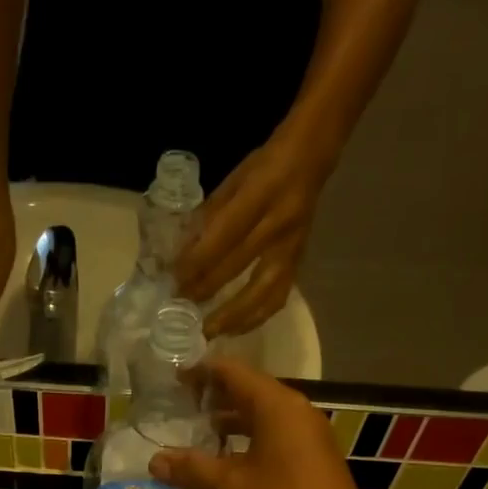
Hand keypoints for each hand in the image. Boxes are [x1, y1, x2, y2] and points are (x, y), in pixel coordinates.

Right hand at [147, 358, 393, 488]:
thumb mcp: (231, 488)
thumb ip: (193, 469)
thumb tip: (155, 460)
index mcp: (277, 407)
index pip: (233, 372)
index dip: (201, 372)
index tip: (172, 379)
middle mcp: (295, 414)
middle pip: (248, 393)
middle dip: (213, 399)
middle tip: (177, 408)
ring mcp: (307, 439)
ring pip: (260, 419)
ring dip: (228, 425)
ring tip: (194, 436)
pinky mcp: (310, 463)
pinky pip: (272, 441)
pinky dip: (245, 444)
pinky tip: (222, 465)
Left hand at [174, 131, 329, 338]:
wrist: (313, 156)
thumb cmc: (266, 164)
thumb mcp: (234, 179)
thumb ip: (210, 216)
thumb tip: (182, 253)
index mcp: (260, 195)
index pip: (223, 236)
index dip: (196, 262)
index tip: (173, 280)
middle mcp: (278, 225)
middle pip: (237, 267)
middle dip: (205, 290)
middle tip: (179, 310)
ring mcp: (291, 247)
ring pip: (262, 293)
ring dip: (232, 316)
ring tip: (208, 332)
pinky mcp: (299, 262)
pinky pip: (278, 297)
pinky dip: (255, 318)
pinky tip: (235, 329)